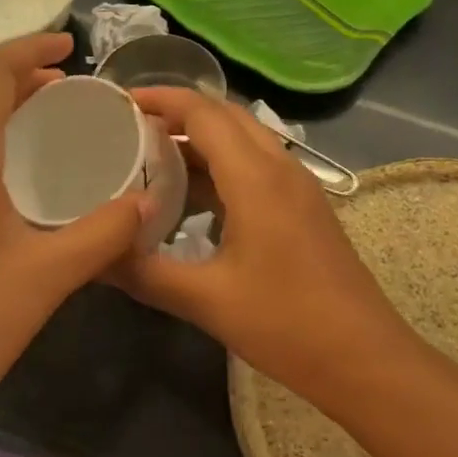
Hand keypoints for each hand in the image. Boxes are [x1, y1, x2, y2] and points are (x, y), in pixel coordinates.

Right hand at [112, 87, 413, 401]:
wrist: (364, 358)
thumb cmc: (286, 324)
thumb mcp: (206, 301)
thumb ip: (145, 272)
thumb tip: (93, 255)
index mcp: (256, 177)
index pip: (203, 112)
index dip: (160, 98)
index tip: (119, 102)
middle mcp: (281, 168)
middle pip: (226, 116)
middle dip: (178, 113)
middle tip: (130, 129)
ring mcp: (298, 187)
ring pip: (245, 140)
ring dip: (201, 140)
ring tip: (152, 160)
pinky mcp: (305, 208)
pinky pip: (258, 166)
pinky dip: (222, 166)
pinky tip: (194, 200)